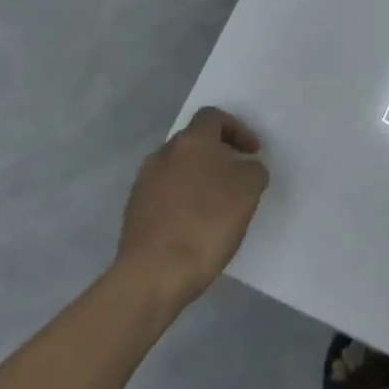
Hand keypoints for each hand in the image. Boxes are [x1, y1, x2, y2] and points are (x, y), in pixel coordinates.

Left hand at [111, 107, 269, 305]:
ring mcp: (144, 182)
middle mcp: (163, 154)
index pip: (213, 117)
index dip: (238, 129)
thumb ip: (253, 169)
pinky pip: (166, 193)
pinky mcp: (135, 210)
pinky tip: (197, 224)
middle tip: (239, 176)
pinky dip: (184, 200)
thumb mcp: (250, 189)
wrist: (156, 271)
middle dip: (219, 154)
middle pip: (195, 142)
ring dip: (200, 178)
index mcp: (191, 141)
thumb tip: (244, 167)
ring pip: (179, 168)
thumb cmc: (208, 221)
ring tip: (219, 203)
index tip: (252, 152)